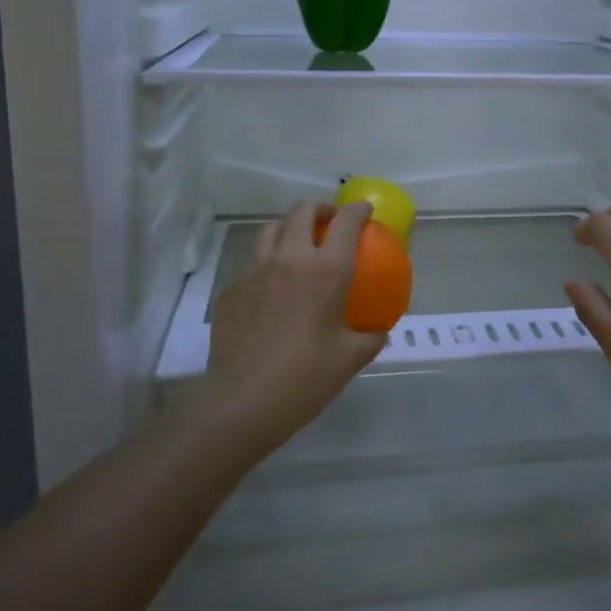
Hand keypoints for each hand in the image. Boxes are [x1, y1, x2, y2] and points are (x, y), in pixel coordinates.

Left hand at [193, 201, 386, 461]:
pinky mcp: (231, 291)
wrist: (242, 401)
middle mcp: (289, 259)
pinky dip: (267, 263)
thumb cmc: (305, 377)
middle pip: (302, 212)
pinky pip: (252, 264)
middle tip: (330, 220)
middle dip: (320, 208)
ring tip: (299, 243)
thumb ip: (370, 338)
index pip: (346, 222)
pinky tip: (272, 289)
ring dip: (290, 227)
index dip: (358, 210)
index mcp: (326, 270)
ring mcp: (254, 271)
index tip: (365, 210)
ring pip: (271, 230)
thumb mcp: (350, 359)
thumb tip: (378, 331)